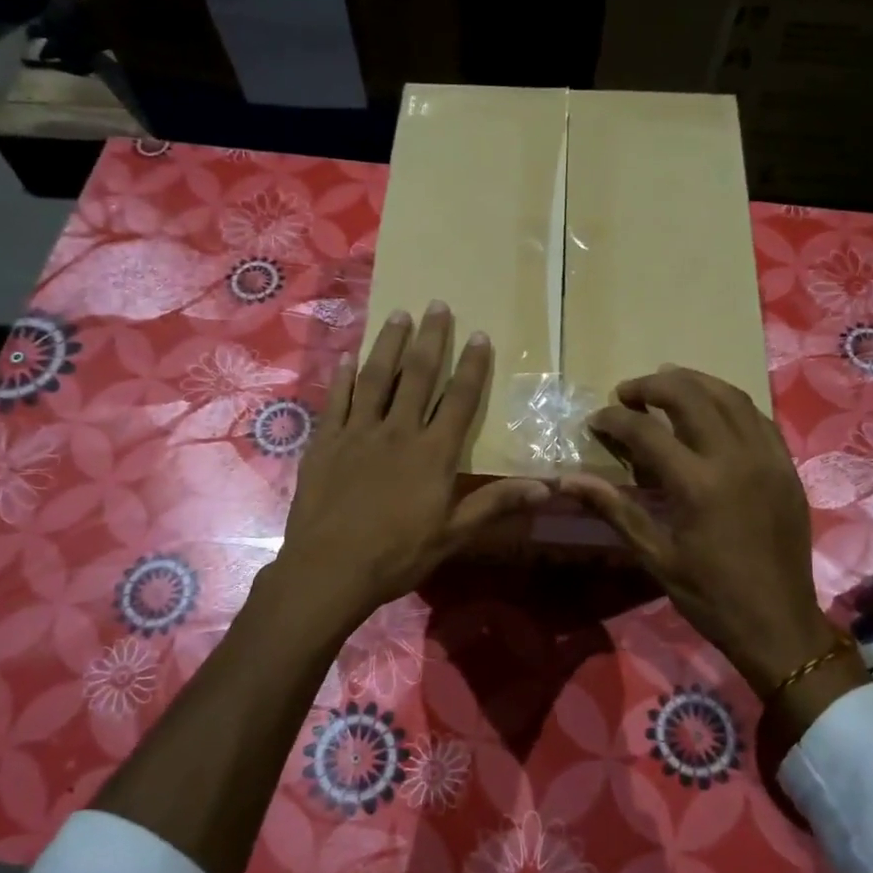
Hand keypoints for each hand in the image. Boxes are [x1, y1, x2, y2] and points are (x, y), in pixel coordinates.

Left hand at [269, 302, 549, 633]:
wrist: (330, 568)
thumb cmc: (397, 555)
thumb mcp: (453, 535)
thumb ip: (495, 504)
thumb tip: (547, 487)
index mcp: (433, 453)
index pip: (460, 400)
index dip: (472, 366)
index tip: (480, 335)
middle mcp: (397, 431)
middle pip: (417, 376)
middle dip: (431, 339)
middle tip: (437, 304)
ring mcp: (358, 433)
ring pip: (375, 378)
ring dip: (388, 345)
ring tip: (398, 315)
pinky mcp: (326, 442)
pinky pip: (336, 401)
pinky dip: (342, 377)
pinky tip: (347, 358)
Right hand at [563, 367, 849, 699]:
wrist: (778, 623)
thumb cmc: (710, 595)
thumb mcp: (655, 556)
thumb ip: (614, 509)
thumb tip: (568, 480)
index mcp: (698, 485)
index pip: (647, 431)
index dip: (615, 419)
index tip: (597, 420)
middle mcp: (735, 458)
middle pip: (690, 395)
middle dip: (652, 385)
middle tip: (627, 393)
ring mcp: (767, 458)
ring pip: (729, 396)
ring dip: (692, 382)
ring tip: (665, 385)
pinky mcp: (786, 465)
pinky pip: (756, 417)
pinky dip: (728, 403)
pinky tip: (710, 410)